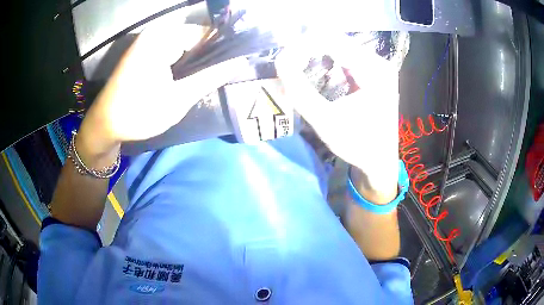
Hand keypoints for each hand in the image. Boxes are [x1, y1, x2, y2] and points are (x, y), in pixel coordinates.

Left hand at [78, 18, 244, 161]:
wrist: (104, 125)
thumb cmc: (138, 113)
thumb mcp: (178, 99)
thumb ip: (211, 77)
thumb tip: (241, 62)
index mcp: (164, 36)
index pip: (207, 33)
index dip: (223, 50)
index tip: (236, 66)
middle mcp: (157, 32)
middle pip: (196, 38)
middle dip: (209, 58)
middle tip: (219, 80)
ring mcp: (150, 40)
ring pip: (185, 46)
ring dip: (196, 63)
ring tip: (205, 82)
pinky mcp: (145, 50)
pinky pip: (173, 51)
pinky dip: (182, 64)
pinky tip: (186, 79)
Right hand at [276, 34, 398, 200]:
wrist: (380, 161)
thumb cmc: (357, 145)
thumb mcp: (325, 121)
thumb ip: (300, 90)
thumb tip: (280, 61)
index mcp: (375, 70)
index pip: (333, 41)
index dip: (304, 45)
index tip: (284, 59)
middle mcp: (379, 62)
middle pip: (337, 41)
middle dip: (309, 49)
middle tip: (289, 64)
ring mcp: (378, 67)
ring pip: (340, 48)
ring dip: (317, 55)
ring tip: (299, 67)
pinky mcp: (374, 74)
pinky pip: (346, 58)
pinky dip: (327, 62)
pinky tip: (318, 74)